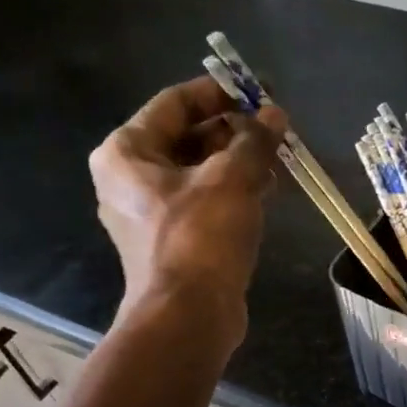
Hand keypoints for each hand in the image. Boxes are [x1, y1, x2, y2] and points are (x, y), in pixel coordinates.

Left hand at [89, 76, 288, 340]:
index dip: (220, 92)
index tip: (259, 90)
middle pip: (187, 137)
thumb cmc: (201, 237)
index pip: (176, 103)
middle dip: (234, 131)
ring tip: (279, 159)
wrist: (188, 317)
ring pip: (199, 172)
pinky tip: (267, 191)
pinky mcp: (172, 242)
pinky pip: (203, 202)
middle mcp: (130, 178)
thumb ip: (254, 140)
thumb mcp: (232, 179)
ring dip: (238, 162)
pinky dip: (232, 192)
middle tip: (276, 128)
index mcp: (127, 152)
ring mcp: (150, 213)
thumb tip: (274, 115)